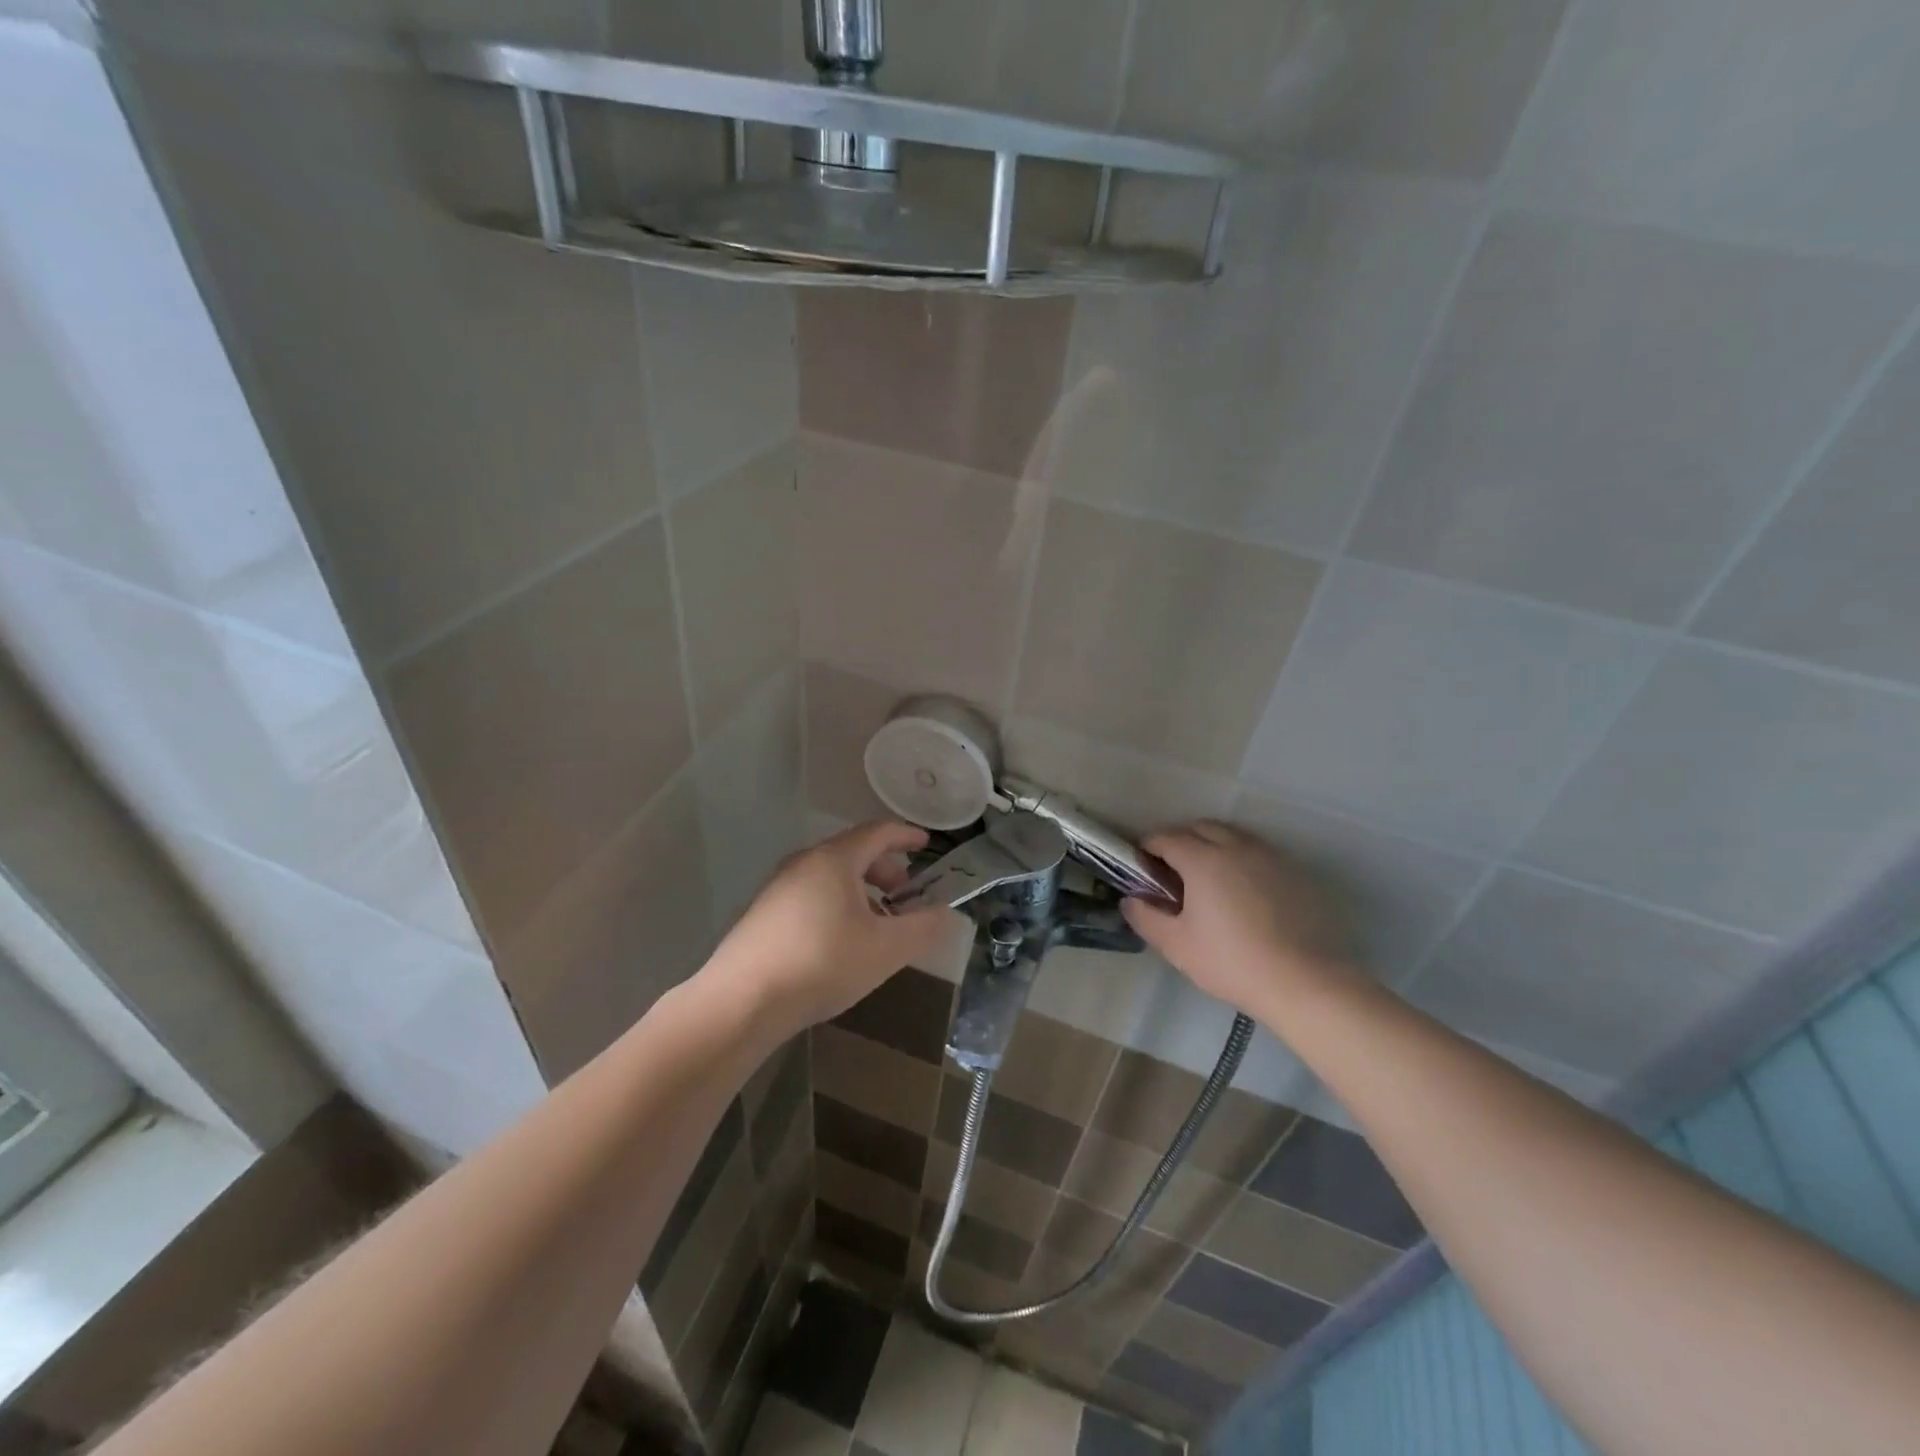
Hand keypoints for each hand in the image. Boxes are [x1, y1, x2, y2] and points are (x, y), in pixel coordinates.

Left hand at [706, 820, 951, 1033]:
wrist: (741, 1001)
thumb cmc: (822, 963)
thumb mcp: (886, 949)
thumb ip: (923, 928)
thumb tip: (947, 914)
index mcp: (835, 859)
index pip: (878, 832)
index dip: (906, 836)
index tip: (926, 845)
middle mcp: (803, 863)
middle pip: (852, 852)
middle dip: (884, 870)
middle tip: (903, 896)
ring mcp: (778, 888)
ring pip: (829, 876)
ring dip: (859, 891)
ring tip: (875, 924)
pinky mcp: (762, 915)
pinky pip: (810, 895)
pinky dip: (835, 905)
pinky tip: (839, 942)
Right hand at [1122, 821, 1355, 1018]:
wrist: (1304, 982)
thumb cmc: (1231, 962)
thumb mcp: (1176, 945)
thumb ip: (1146, 917)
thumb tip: (1130, 900)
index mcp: (1202, 859)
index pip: (1166, 837)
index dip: (1148, 847)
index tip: (1141, 865)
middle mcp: (1235, 847)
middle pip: (1199, 827)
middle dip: (1179, 840)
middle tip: (1170, 870)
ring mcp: (1268, 856)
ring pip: (1231, 835)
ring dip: (1211, 844)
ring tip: (1206, 877)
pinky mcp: (1294, 872)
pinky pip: (1257, 852)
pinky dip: (1240, 858)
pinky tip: (1241, 890)